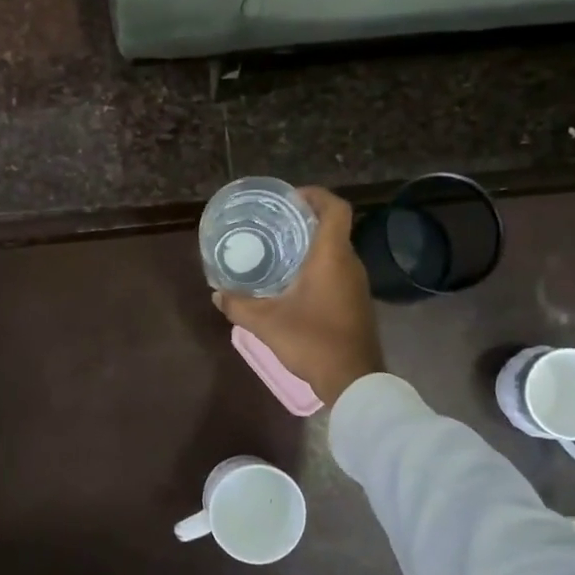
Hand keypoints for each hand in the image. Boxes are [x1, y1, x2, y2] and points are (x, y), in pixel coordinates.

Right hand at [213, 186, 385, 404]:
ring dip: (311, 246)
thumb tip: (217, 293)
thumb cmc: (312, 341)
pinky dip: (318, 266)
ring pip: (335, 251)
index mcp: (332, 257)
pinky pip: (337, 271)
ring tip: (278, 250)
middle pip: (333, 228)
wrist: (353, 379)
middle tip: (274, 223)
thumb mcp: (266, 323)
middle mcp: (349, 263)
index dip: (315, 195)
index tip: (290, 198)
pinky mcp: (356, 302)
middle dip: (305, 220)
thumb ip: (238, 305)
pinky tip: (293, 282)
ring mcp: (357, 284)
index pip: (335, 208)